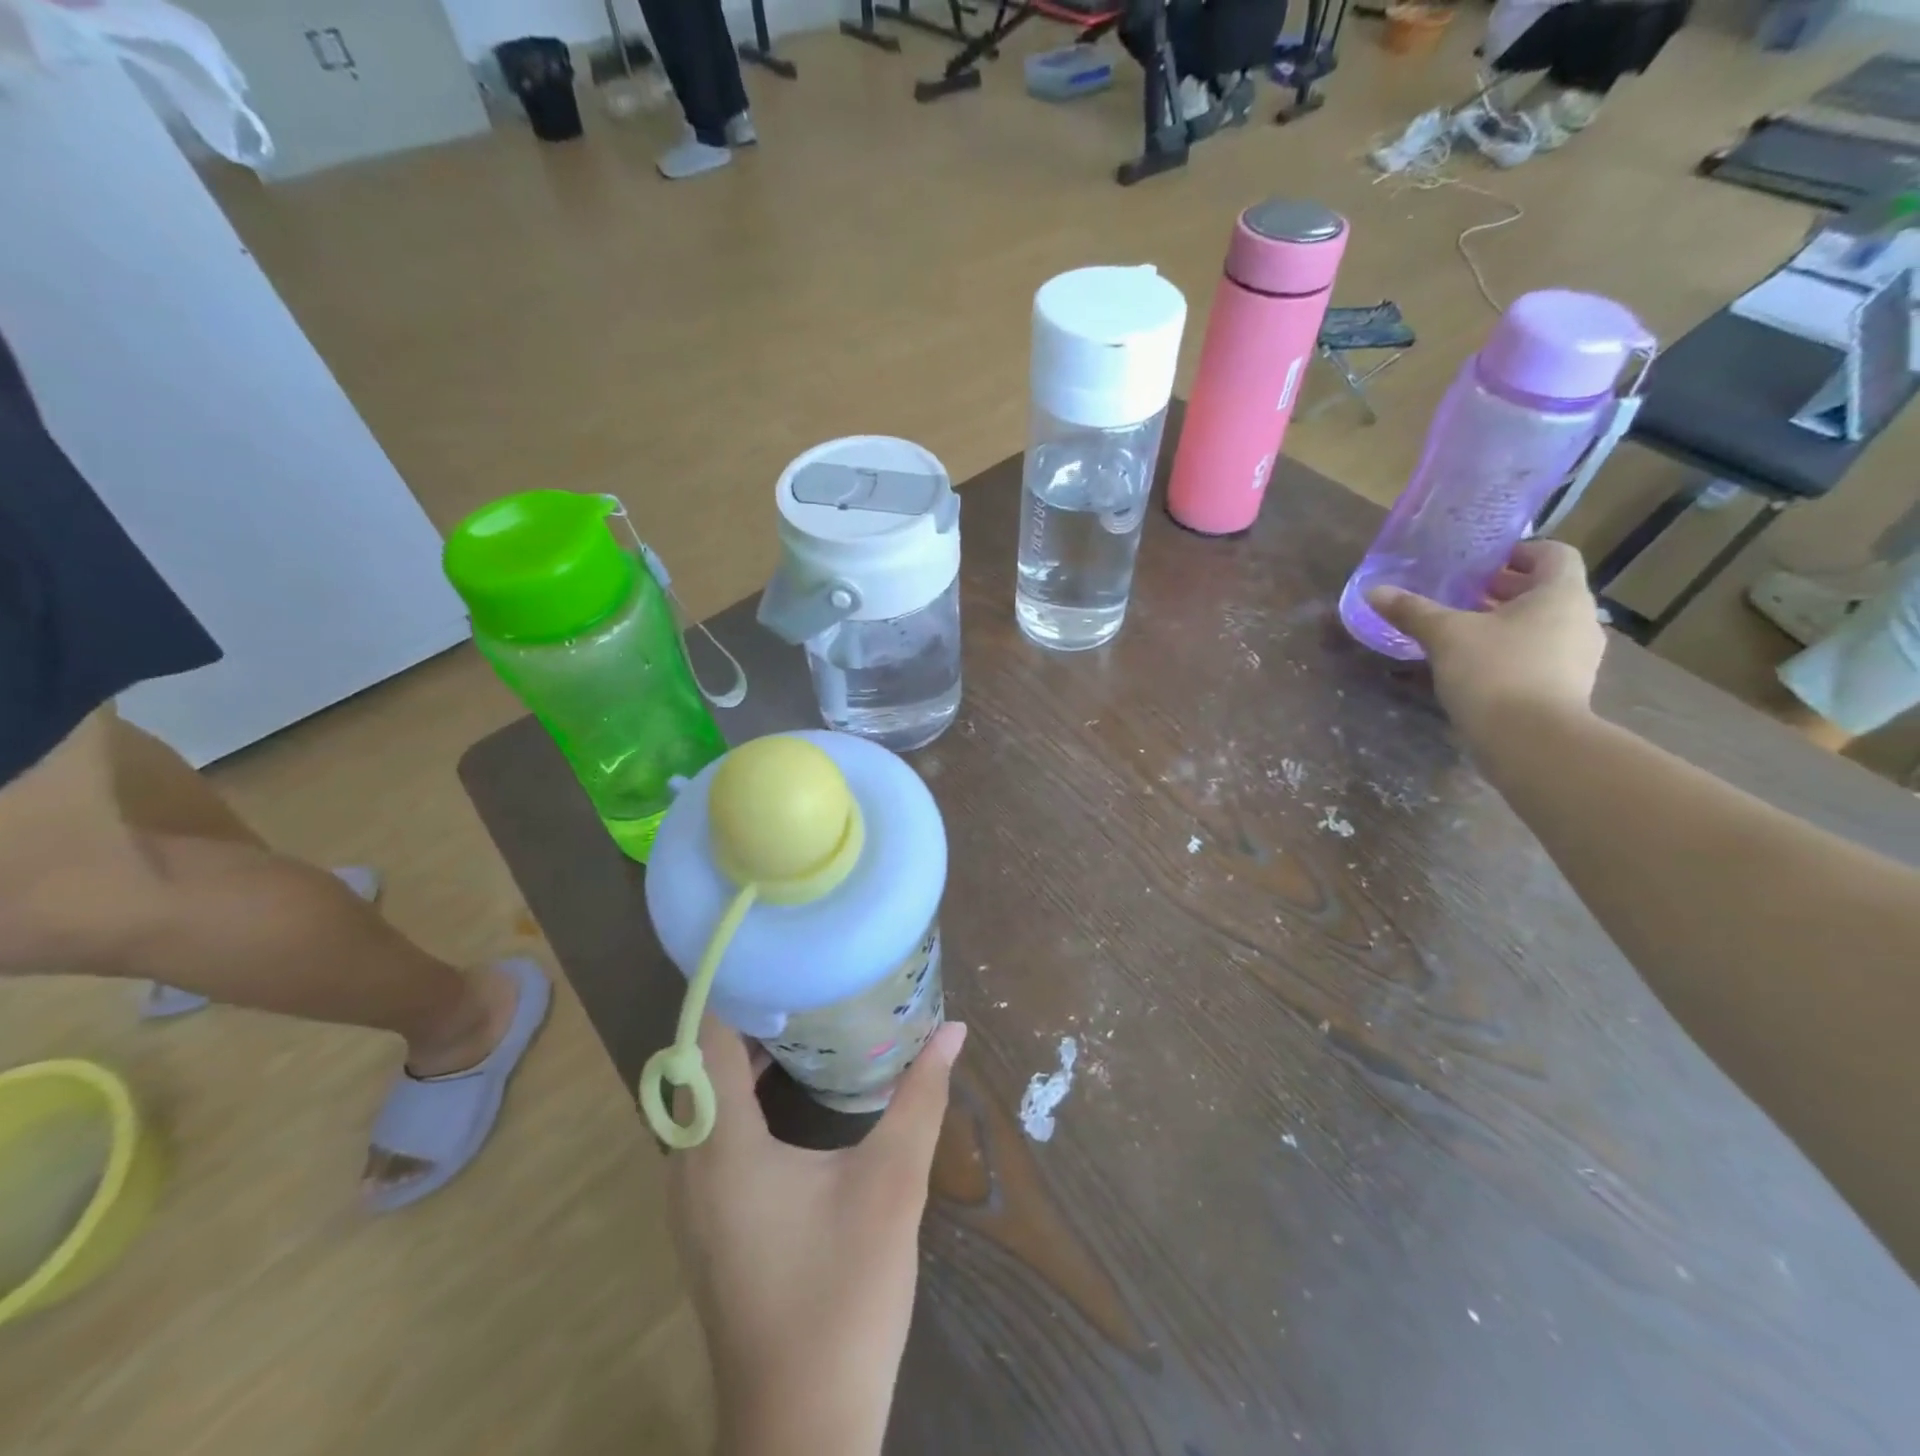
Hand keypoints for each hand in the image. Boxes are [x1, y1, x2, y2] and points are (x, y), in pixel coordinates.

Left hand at [666, 1015, 967, 1455]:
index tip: (775, 948)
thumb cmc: (844, 1296)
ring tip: (798, 1012)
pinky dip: (739, 1095)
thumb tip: (953, 1030)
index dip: (735, 988)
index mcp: (721, 1151)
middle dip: (743, 1012)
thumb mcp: (892, 1186)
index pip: (708, 1041)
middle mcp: (688, 1168)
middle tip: (798, 972)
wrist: (804, 1429)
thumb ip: (920, 1099)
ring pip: (700, 1101)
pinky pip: (708, 1133)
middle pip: (698, 1064)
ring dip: (740, 1054)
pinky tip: (788, 1087)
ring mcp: (690, 1203)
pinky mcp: (705, 1224)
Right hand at [1366, 539, 1605, 742]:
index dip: (1520, 551)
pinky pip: (1541, 656)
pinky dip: (1512, 651)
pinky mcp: (1567, 688)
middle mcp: (1580, 619)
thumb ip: (1412, 611)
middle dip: (1505, 589)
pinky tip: (1476, 666)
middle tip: (1463, 593)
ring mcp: (1578, 657)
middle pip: (1547, 591)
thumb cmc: (1495, 671)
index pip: (1553, 553)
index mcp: (1561, 594)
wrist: (1531, 741)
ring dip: (1508, 622)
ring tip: (1464, 630)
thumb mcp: (1445, 635)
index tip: (1483, 562)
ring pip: (1544, 625)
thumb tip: (1375, 591)